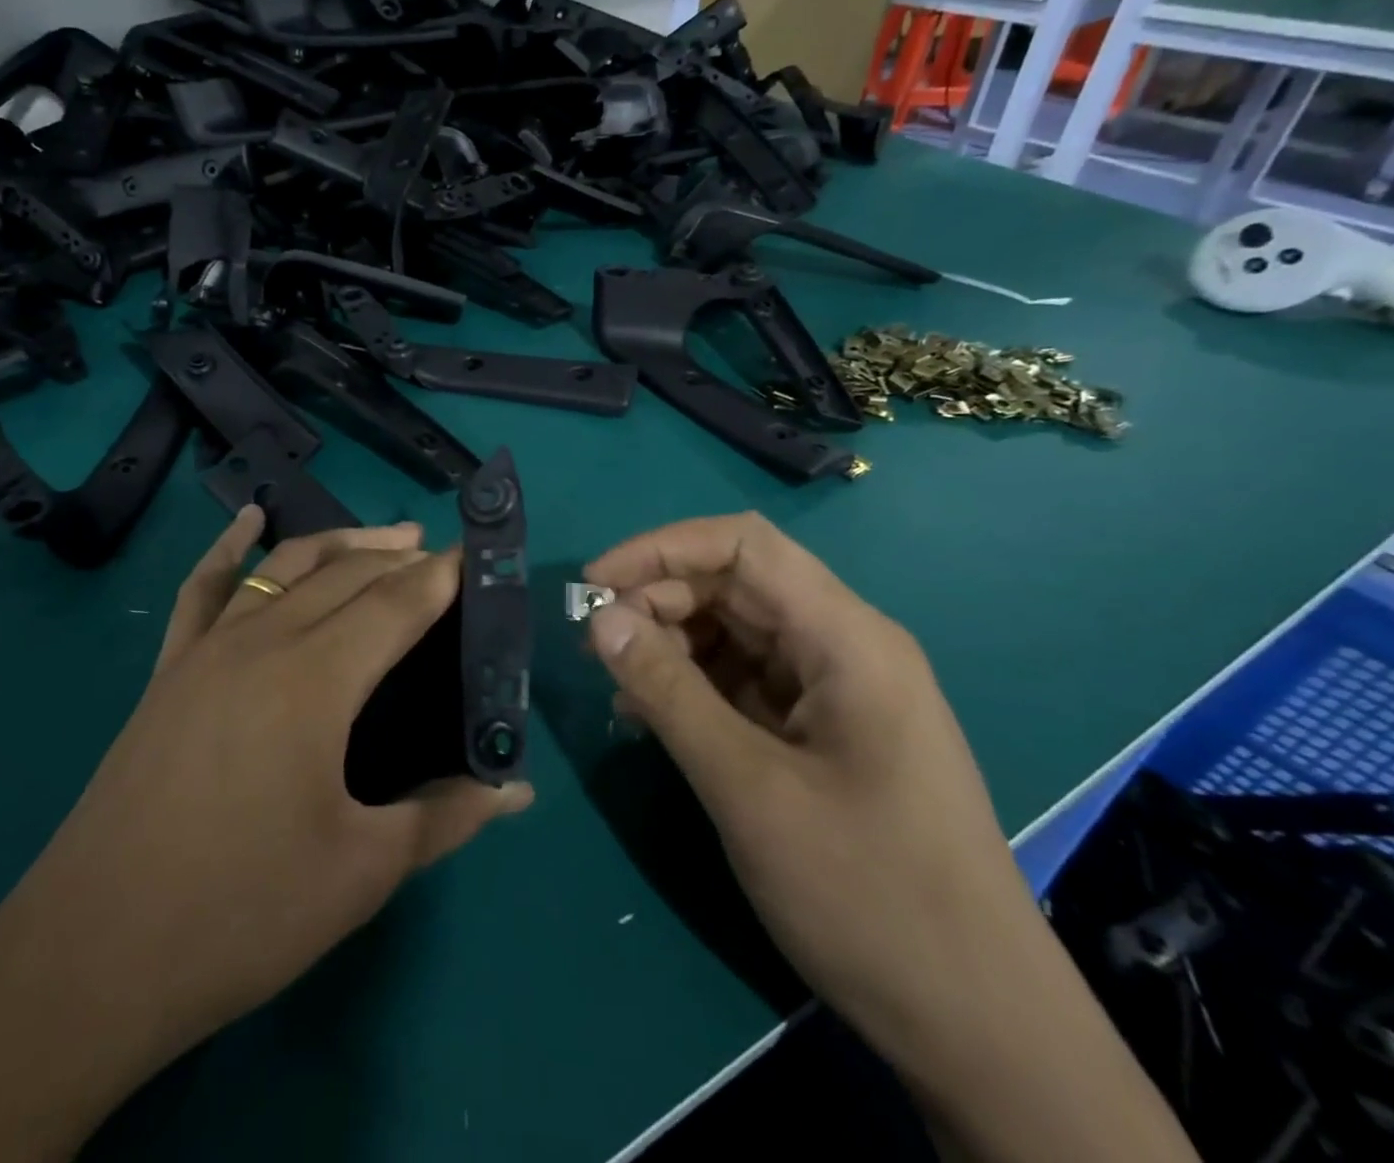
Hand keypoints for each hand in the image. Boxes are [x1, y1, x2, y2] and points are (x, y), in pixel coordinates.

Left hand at [0, 512, 532, 1162]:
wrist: (91, 957)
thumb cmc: (241, 913)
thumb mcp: (362, 872)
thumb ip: (446, 816)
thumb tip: (519, 793)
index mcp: (316, 679)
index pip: (396, 604)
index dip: (442, 577)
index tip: (478, 556)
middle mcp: (263, 642)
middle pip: (348, 575)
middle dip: (402, 558)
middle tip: (444, 560)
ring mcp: (208, 649)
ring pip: (286, 567)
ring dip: (341, 543)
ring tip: (389, 537)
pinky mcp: (169, 671)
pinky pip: (204, 587)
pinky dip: (230, 547)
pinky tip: (249, 520)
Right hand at [583, 512, 1194, 1162]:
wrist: (977, 1026)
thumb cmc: (868, 895)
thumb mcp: (749, 788)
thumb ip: (668, 691)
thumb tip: (599, 619)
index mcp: (846, 638)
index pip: (742, 546)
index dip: (661, 550)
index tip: (594, 585)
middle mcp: (843, 647)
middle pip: (734, 586)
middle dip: (657, 602)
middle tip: (594, 646)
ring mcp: (834, 690)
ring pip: (734, 633)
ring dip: (669, 646)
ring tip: (617, 687)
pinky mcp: (821, 731)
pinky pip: (743, 682)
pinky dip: (691, 688)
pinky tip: (648, 719)